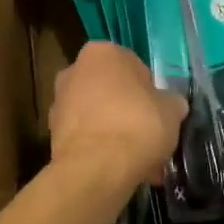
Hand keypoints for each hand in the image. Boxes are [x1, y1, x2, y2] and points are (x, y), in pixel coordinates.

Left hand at [50, 42, 187, 191]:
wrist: (96, 169)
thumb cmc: (137, 124)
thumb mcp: (171, 109)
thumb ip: (170, 102)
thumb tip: (171, 106)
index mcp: (103, 52)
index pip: (134, 67)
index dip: (149, 92)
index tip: (158, 114)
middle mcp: (75, 69)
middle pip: (111, 91)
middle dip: (128, 112)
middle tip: (149, 138)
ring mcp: (60, 102)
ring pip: (98, 116)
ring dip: (115, 134)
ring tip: (138, 164)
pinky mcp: (52, 135)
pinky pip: (86, 139)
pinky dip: (100, 151)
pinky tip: (119, 172)